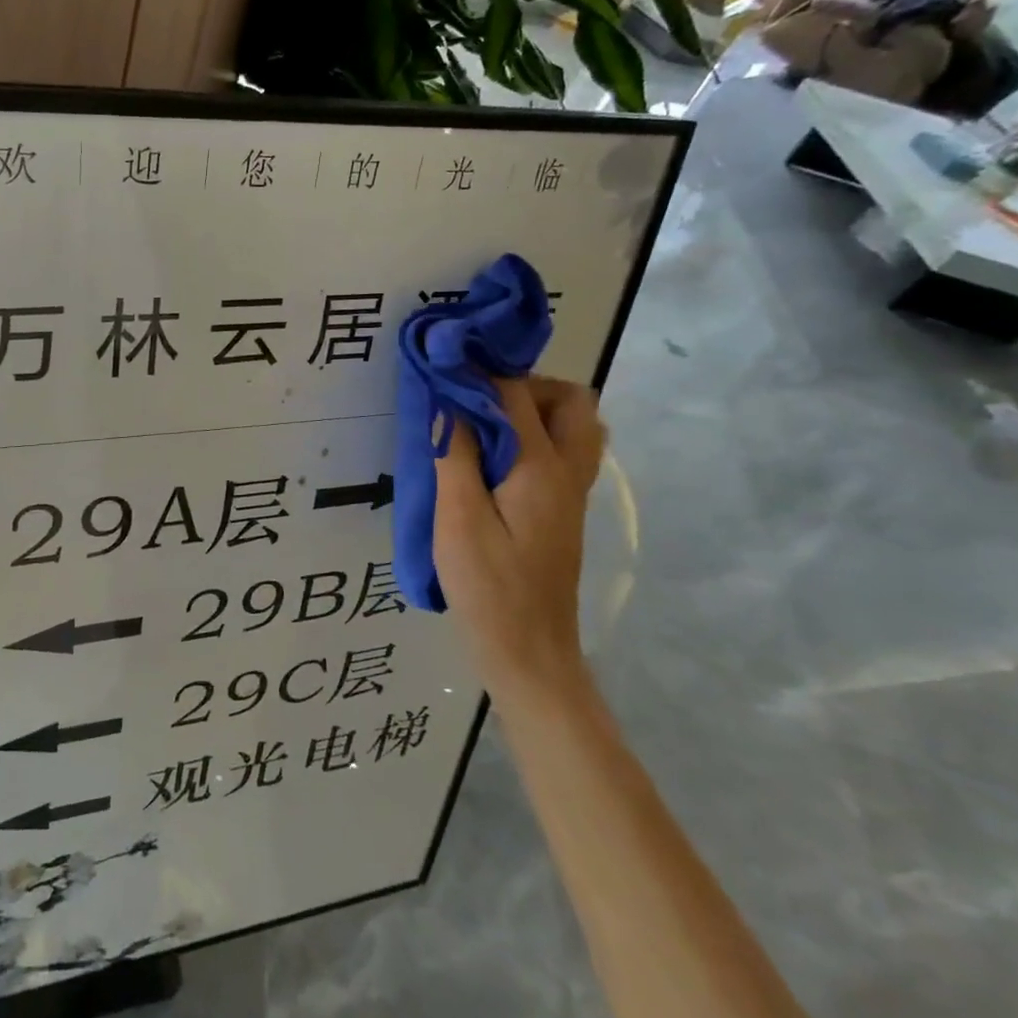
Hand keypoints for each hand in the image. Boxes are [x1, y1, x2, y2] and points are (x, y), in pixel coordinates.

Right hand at [433, 376, 605, 707]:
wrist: (529, 651)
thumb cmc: (488, 587)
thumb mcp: (458, 519)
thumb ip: (455, 455)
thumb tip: (449, 401)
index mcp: (542, 468)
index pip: (516, 394)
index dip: (479, 372)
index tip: (443, 365)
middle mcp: (568, 472)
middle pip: (572, 401)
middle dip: (525, 385)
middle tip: (478, 402)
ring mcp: (571, 493)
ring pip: (575, 426)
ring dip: (535, 411)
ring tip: (485, 426)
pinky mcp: (562, 511)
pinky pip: (563, 452)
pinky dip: (534, 437)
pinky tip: (492, 460)